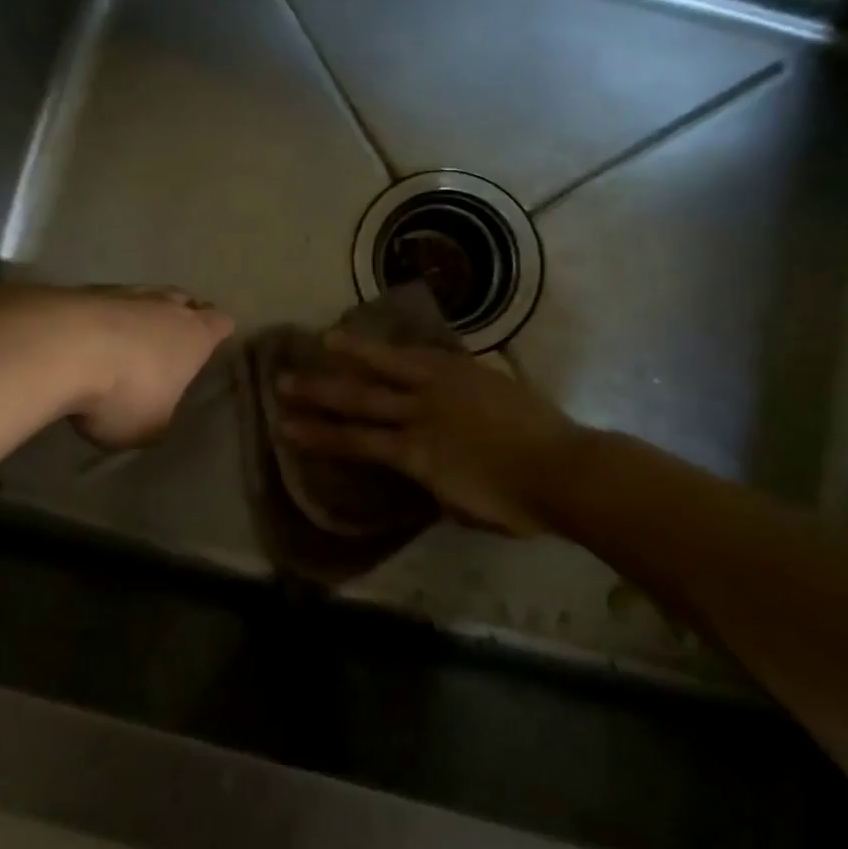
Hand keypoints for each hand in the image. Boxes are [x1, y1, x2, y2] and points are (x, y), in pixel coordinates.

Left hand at [67, 285, 234, 448]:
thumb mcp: (149, 427)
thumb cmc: (123, 393)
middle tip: (170, 340)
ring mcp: (125, 293)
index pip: (220, 323)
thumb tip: (155, 414)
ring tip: (125, 338)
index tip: (211, 343)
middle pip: (184, 301)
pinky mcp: (84, 291)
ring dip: (138, 315)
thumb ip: (160, 418)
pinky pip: (103, 302)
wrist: (60, 349)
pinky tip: (86, 337)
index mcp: (195, 336)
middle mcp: (166, 306)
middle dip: (181, 316)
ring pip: (144, 296)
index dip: (218, 332)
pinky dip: (100, 317)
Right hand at [277, 332, 584, 535]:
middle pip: (360, 400)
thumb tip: (420, 471)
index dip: (318, 435)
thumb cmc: (514, 502)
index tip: (286, 427)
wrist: (564, 469)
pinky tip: (385, 342)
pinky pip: (425, 355)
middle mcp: (420, 416)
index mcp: (416, 457)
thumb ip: (432, 484)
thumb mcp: (461, 507)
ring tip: (323, 341)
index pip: (355, 443)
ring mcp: (443, 388)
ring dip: (352, 355)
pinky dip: (399, 349)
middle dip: (319, 393)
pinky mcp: (467, 371)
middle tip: (284, 381)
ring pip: (388, 367)